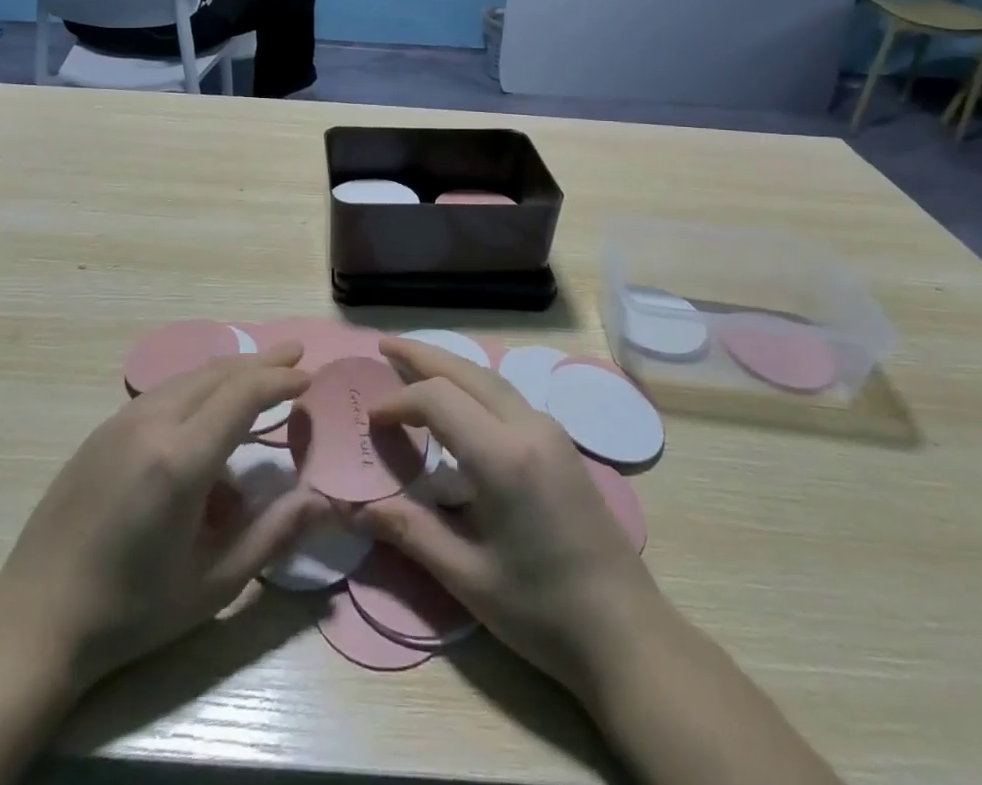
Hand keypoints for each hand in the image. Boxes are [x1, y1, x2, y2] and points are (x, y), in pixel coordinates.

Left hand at [0, 345, 325, 696]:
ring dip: (228, 373)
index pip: (243, 395)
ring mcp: (120, 422)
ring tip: (259, 377)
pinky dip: (197, 391)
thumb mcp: (211, 585)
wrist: (33, 623)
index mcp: (180, 461)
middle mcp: (151, 424)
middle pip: (218, 373)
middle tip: (296, 354)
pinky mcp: (101, 431)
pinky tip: (206, 416)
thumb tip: (322, 501)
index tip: (308, 377)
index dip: (280, 379)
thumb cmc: (130, 612)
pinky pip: (162, 394)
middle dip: (262, 361)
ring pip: (188, 378)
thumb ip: (272, 536)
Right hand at [355, 338, 664, 701]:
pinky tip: (458, 403)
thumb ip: (409, 532)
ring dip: (449, 366)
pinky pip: (507, 396)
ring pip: (490, 378)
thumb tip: (353, 509)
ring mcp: (551, 431)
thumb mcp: (467, 577)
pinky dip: (472, 386)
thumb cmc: (543, 612)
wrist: (628, 634)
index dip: (399, 402)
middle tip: (383, 347)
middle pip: (466, 371)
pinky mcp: (561, 444)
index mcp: (504, 456)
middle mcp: (529, 427)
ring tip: (413, 363)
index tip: (370, 419)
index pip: (438, 400)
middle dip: (422, 355)